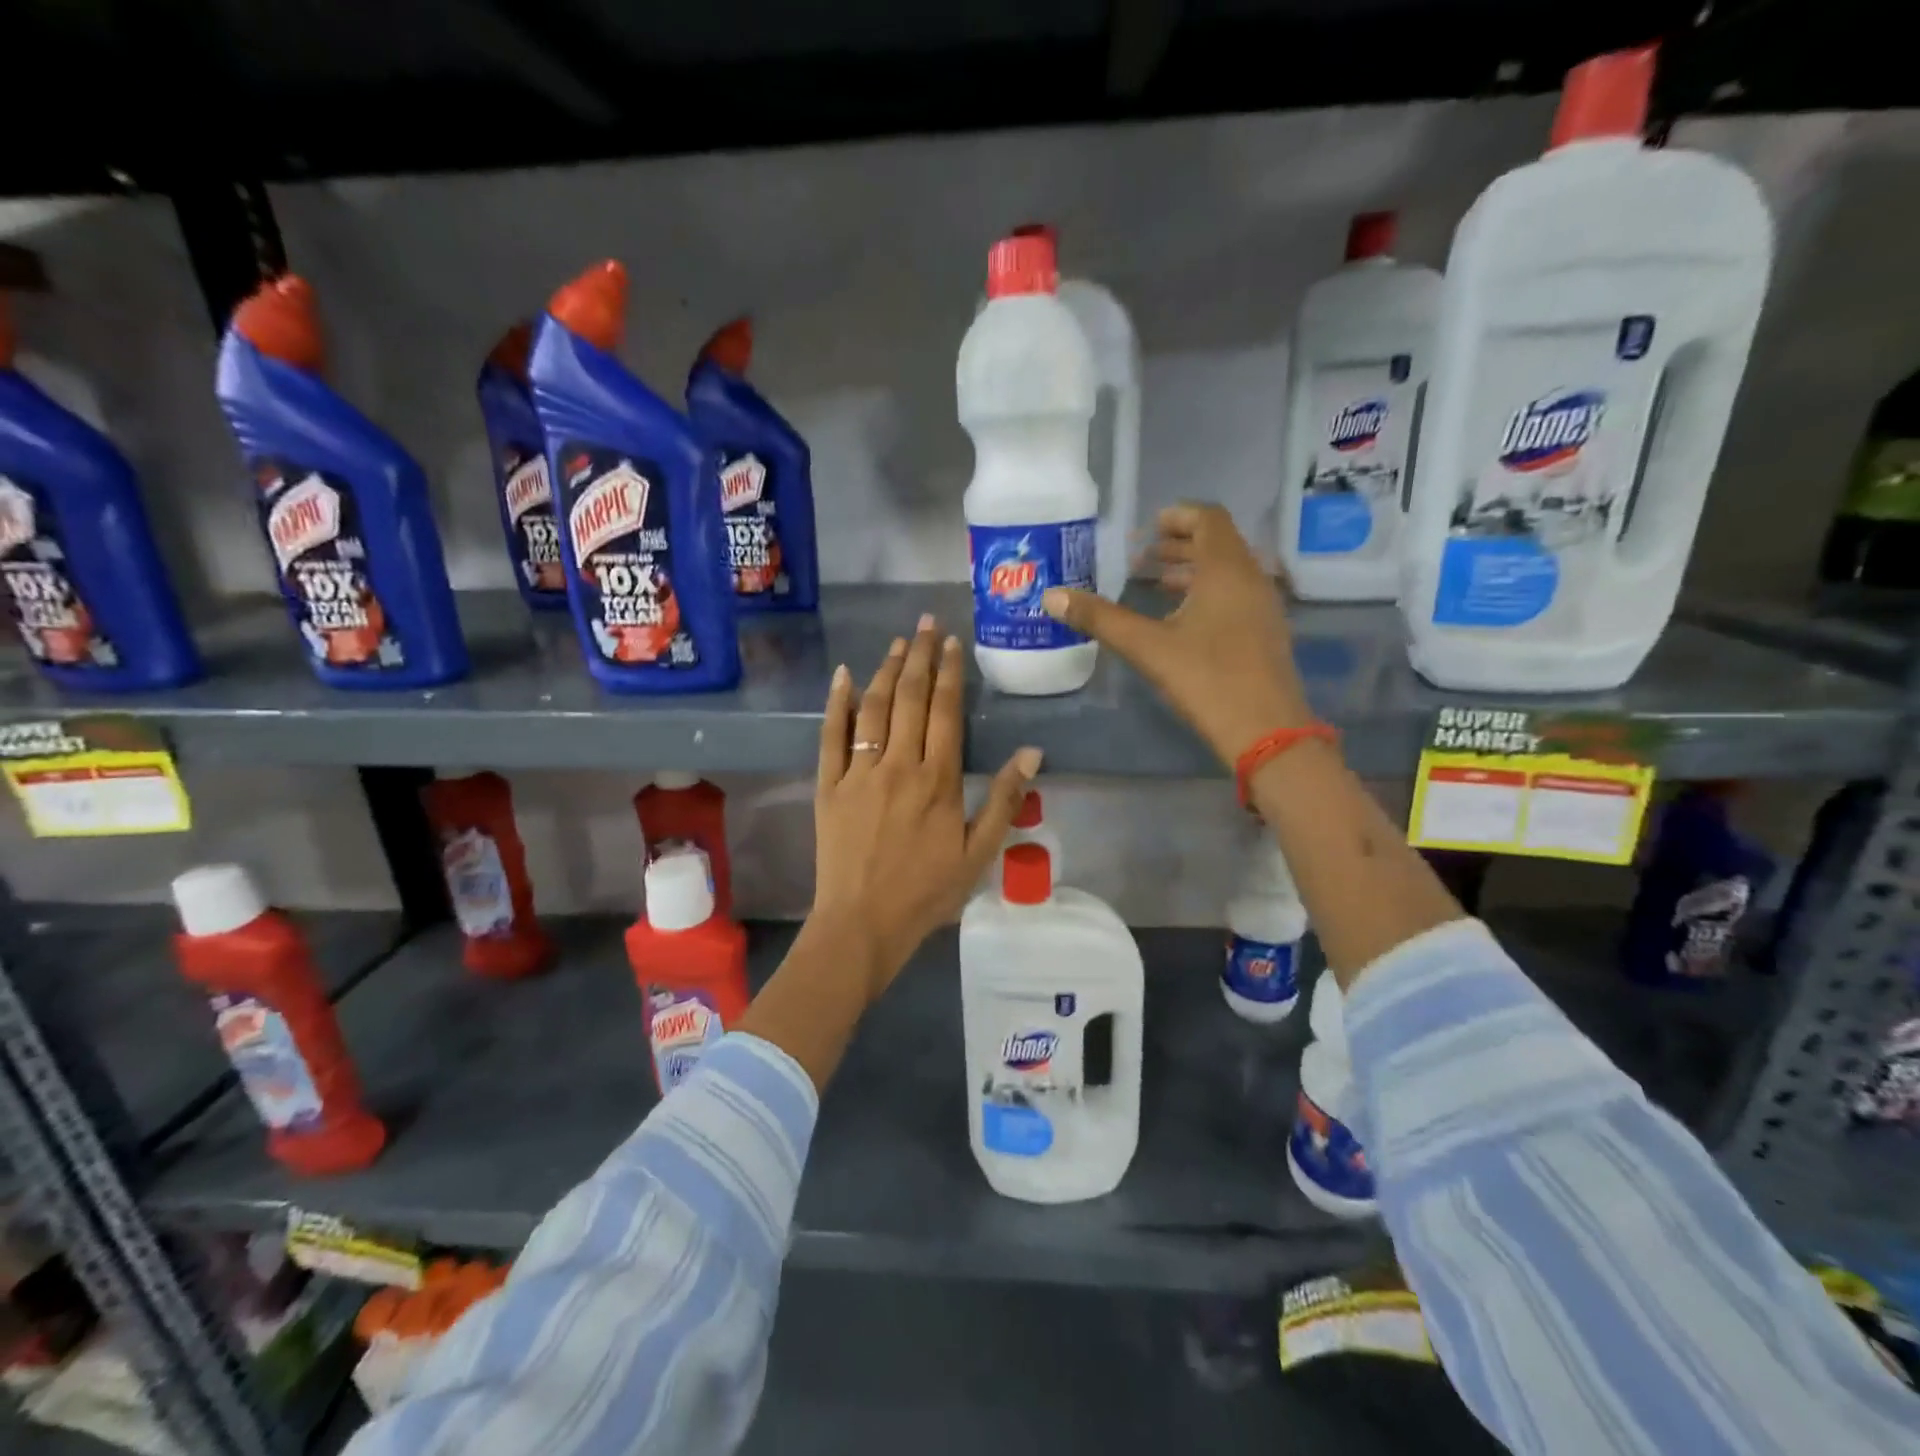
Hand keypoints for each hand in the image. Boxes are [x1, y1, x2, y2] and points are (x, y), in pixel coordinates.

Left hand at [812, 613, 1041, 995]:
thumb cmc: (926, 892)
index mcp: (937, 780)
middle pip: (911, 699)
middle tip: (927, 623)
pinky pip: (831, 736)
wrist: (863, 924)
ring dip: (887, 671)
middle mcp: (897, 765)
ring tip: (898, 643)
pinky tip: (844, 676)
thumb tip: (1032, 752)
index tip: (952, 643)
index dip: (950, 674)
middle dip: (920, 657)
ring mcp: (858, 773)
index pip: (945, 712)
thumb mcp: (979, 853)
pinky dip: (837, 703)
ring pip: (873, 709)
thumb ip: (1004, 800)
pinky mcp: (828, 786)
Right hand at [1040, 503, 1310, 765]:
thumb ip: (1100, 618)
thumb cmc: (1206, 678)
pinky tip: (1179, 621)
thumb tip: (1052, 597)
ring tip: (1154, 586)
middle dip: (1179, 545)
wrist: (1266, 731)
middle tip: (1142, 558)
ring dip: (1192, 571)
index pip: (1209, 518)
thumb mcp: (1147, 647)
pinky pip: (1235, 596)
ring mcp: (1263, 607)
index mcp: (1226, 569)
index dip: (1179, 515)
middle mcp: (1251, 578)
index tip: (1148, 528)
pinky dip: (1206, 594)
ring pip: (1227, 572)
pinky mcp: (1265, 634)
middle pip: (1218, 544)